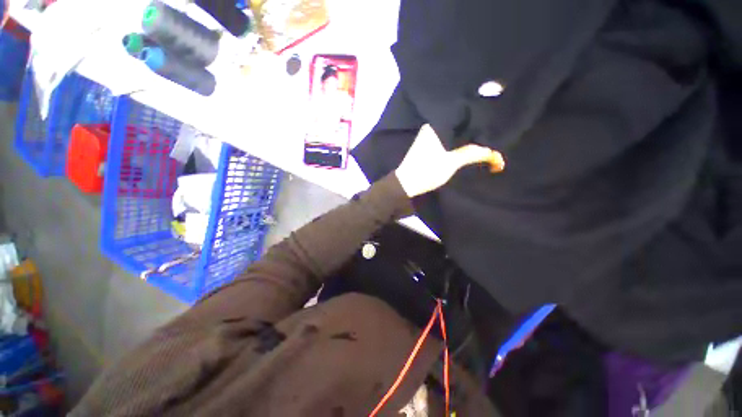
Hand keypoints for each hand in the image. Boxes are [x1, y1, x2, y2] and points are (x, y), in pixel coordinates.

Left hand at [395, 124, 504, 197]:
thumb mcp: (451, 163)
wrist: (405, 184)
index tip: (493, 126)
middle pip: (459, 126)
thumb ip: (472, 154)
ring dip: (466, 139)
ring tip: (484, 141)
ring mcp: (429, 137)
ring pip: (453, 134)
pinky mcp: (428, 146)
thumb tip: (492, 152)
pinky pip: (447, 141)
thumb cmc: (427, 171)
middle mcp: (432, 127)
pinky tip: (468, 147)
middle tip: (492, 136)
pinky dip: (457, 144)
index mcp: (436, 126)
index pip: (463, 116)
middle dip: (474, 132)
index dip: (479, 121)